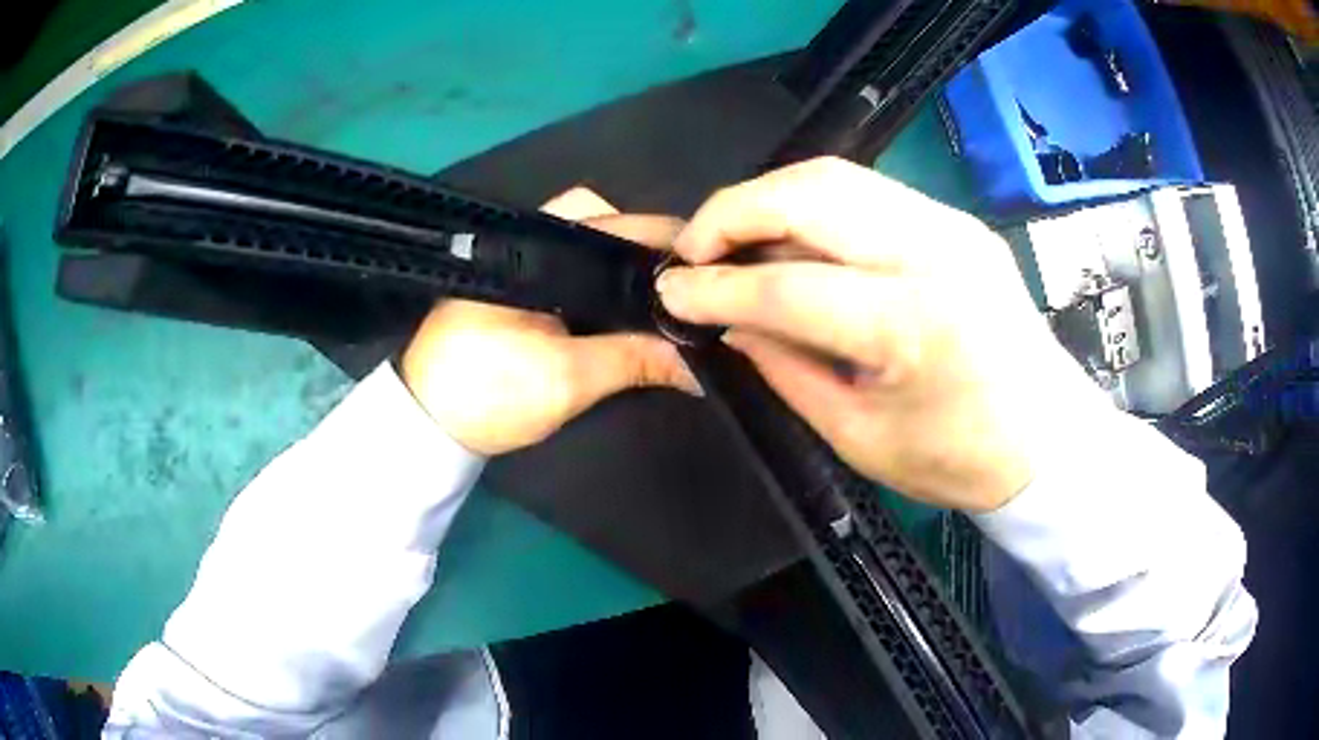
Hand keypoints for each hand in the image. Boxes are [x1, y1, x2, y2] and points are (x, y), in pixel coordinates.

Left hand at [402, 188, 698, 455]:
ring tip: (665, 301)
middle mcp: (529, 240)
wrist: (428, 426)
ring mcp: (523, 263)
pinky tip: (627, 314)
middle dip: (646, 252)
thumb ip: (637, 360)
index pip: (614, 219)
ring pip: (591, 250)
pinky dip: (603, 288)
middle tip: (685, 287)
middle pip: (605, 224)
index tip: (703, 268)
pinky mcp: (520, 290)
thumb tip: (702, 364)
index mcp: (534, 246)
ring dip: (624, 271)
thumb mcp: (567, 379)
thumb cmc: (487, 392)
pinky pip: (575, 273)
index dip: (661, 240)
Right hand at [656, 158, 1102, 511]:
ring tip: (733, 238)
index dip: (716, 287)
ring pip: (835, 175)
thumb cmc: (958, 458)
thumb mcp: (859, 435)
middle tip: (694, 249)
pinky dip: (811, 203)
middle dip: (731, 211)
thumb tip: (730, 322)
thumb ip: (785, 369)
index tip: (671, 291)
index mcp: (913, 326)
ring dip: (768, 197)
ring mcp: (951, 225)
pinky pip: (867, 191)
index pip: (789, 287)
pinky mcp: (957, 220)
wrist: (1047, 437)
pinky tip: (792, 237)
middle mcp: (935, 253)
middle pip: (810, 194)